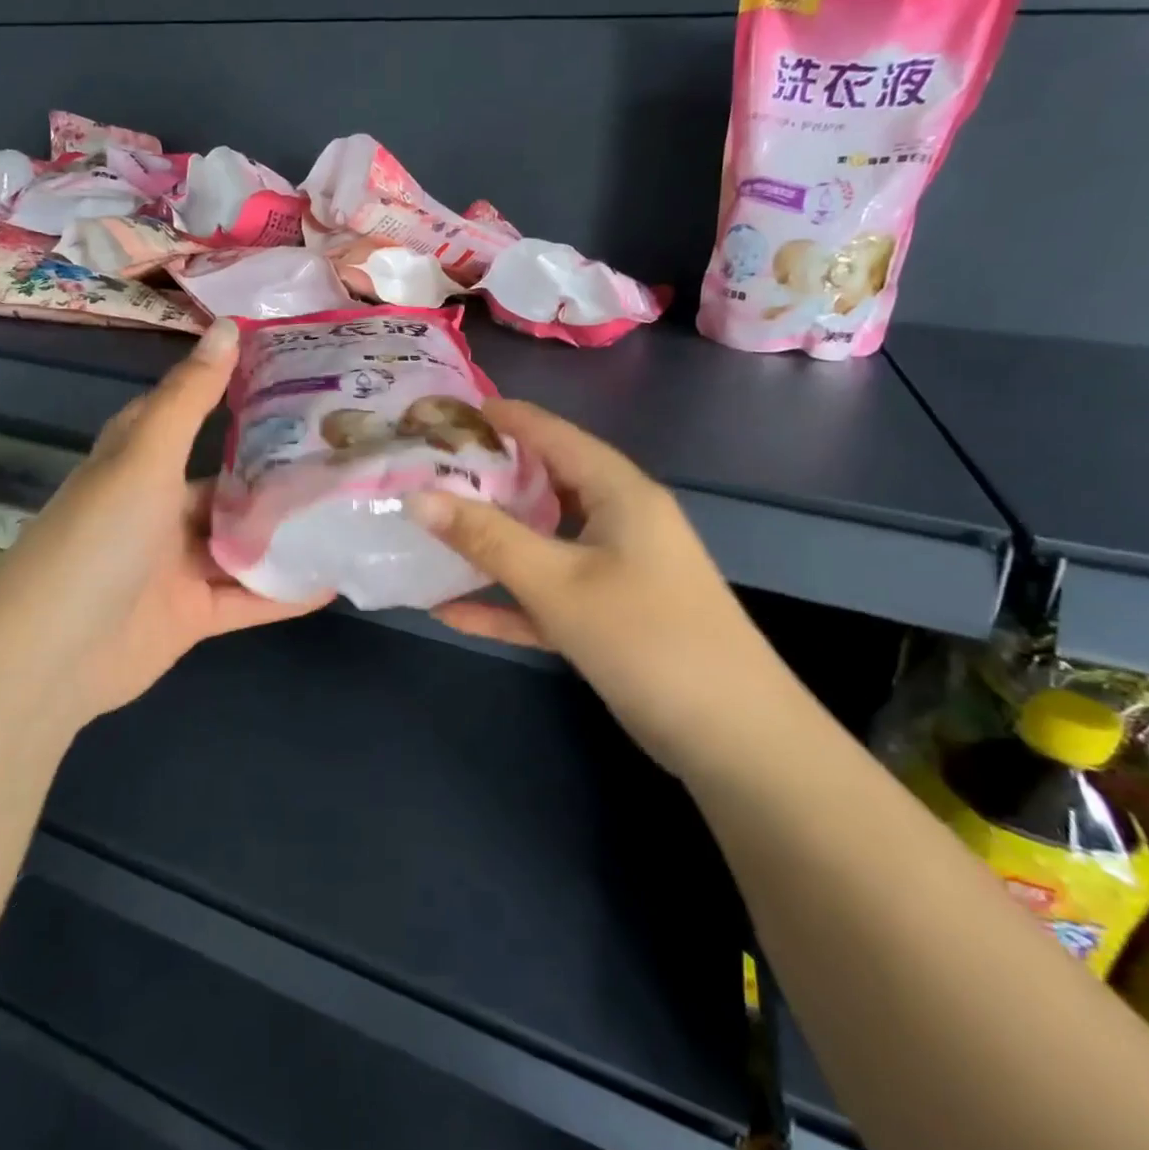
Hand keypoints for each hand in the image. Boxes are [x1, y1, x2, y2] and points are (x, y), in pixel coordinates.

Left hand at [0, 320, 329, 725]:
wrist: (54, 654)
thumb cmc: (99, 537)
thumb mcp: (145, 457)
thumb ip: (190, 398)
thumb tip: (228, 325)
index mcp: (139, 464)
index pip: (190, 417)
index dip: (234, 396)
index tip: (295, 382)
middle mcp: (158, 509)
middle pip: (227, 485)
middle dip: (278, 474)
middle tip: (344, 454)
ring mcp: (176, 565)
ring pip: (243, 543)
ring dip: (288, 535)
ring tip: (351, 513)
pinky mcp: (193, 614)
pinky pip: (248, 599)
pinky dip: (285, 593)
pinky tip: (333, 579)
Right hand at [412, 400, 804, 774]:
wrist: (731, 737)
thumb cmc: (646, 637)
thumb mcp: (558, 582)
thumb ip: (486, 538)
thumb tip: (417, 498)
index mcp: (618, 493)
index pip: (552, 434)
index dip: (501, 418)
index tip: (444, 411)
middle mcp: (617, 521)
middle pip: (543, 485)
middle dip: (486, 478)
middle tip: (426, 471)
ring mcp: (612, 571)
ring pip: (541, 542)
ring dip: (490, 541)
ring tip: (432, 528)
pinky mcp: (605, 617)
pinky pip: (545, 595)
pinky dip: (504, 601)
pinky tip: (449, 611)